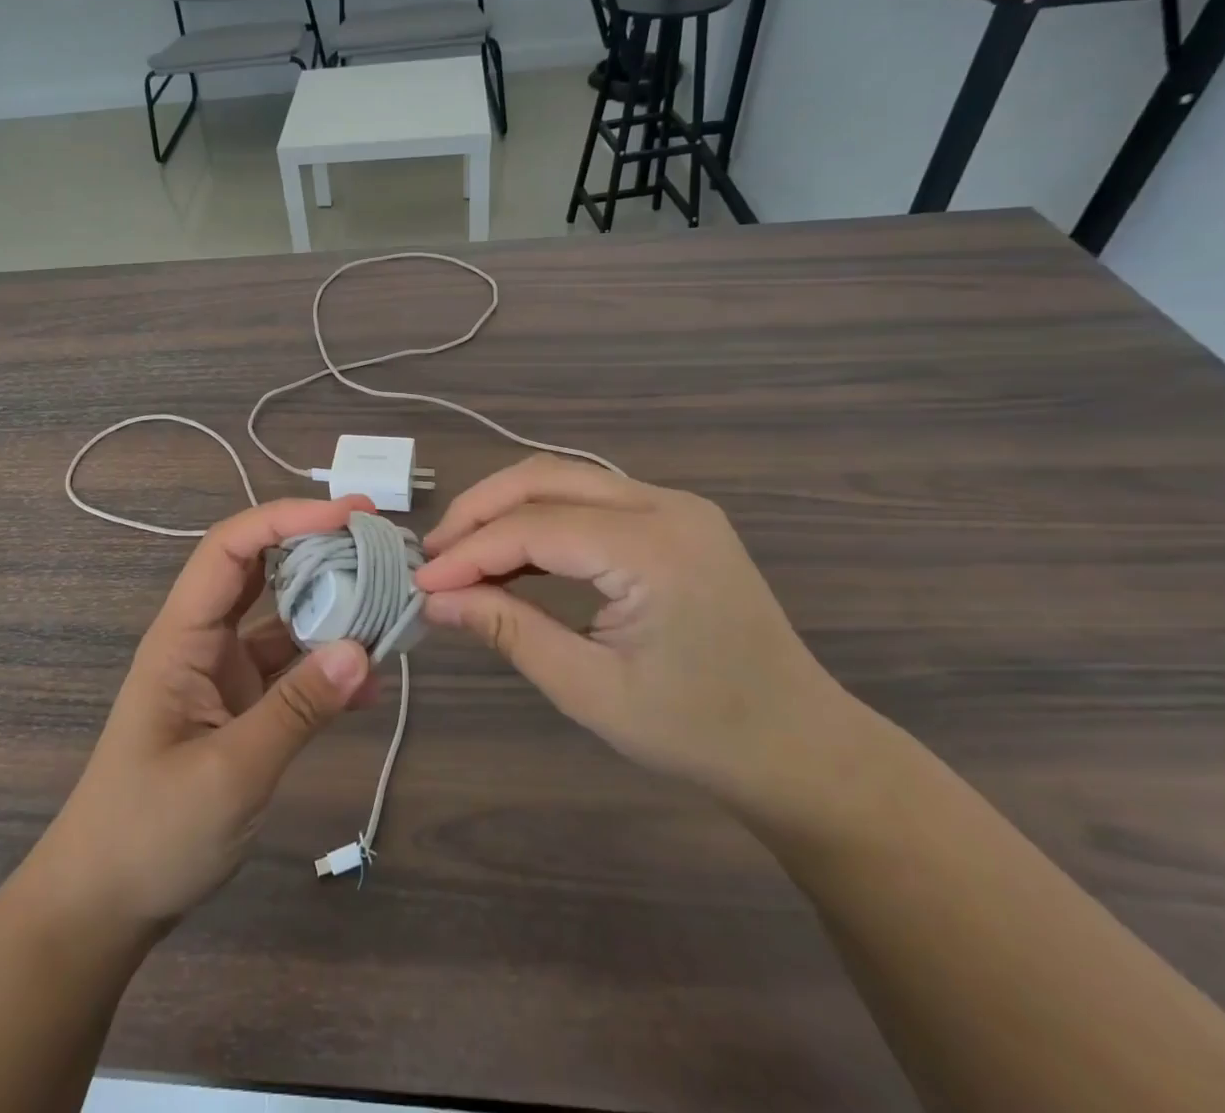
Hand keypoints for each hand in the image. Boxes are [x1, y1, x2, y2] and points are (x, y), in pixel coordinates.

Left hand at [34, 496, 376, 931]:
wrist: (104, 904)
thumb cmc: (150, 832)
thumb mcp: (230, 773)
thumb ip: (296, 709)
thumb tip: (363, 649)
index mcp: (183, 636)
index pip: (231, 548)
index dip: (287, 519)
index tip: (350, 515)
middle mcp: (204, 640)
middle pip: (262, 571)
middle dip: (318, 551)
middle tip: (381, 547)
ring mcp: (223, 673)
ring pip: (283, 619)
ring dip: (332, 611)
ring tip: (390, 610)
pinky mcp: (241, 707)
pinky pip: (291, 671)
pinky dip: (328, 670)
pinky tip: (369, 687)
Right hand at [414, 457, 849, 807]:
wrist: (802, 747)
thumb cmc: (699, 731)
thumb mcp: (590, 690)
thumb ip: (508, 631)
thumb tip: (435, 601)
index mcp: (654, 549)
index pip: (535, 527)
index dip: (470, 551)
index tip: (423, 582)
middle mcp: (665, 506)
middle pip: (546, 478)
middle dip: (480, 510)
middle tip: (435, 554)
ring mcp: (675, 505)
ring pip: (565, 478)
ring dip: (507, 508)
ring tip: (462, 552)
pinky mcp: (674, 518)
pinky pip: (590, 498)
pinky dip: (541, 518)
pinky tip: (513, 554)